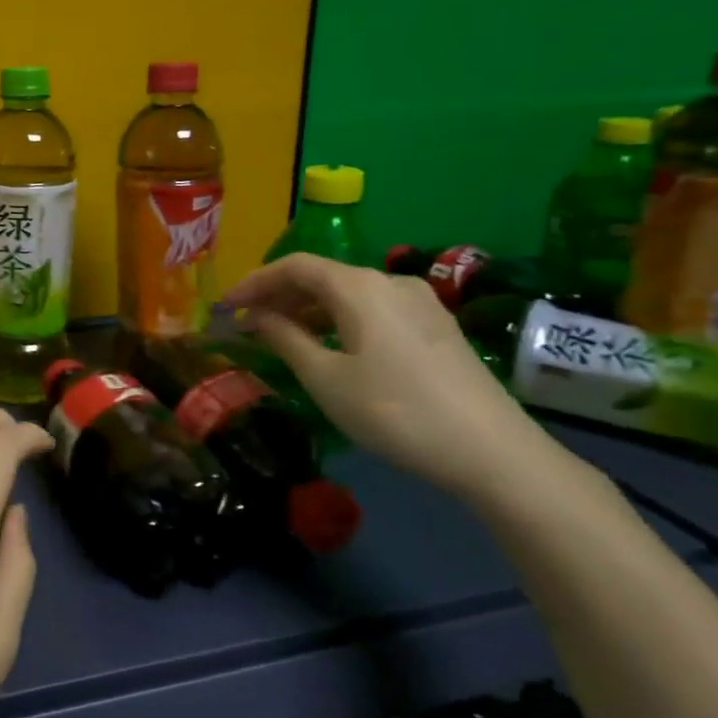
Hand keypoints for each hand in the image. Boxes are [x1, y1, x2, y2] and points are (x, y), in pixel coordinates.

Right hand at [223, 253, 554, 501]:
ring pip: (349, 293)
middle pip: (323, 276)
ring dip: (310, 309)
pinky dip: (340, 319)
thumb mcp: (325, 379)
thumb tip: (258, 317)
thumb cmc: (394, 411)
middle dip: (280, 295)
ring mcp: (419, 303)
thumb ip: (286, 339)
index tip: (226, 307)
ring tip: (282, 336)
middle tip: (249, 323)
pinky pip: (373, 309)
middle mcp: (389, 282)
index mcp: (359, 287)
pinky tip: (330, 346)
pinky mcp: (436, 327)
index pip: (294, 266)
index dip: (254, 282)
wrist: (491, 451)